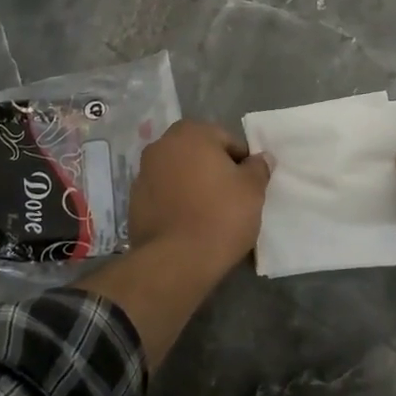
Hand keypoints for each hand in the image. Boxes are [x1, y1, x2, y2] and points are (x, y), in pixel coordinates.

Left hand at [128, 120, 271, 267]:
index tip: (248, 186)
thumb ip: (258, 168)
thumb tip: (261, 158)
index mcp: (191, 133)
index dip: (242, 163)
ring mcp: (143, 173)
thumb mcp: (252, 190)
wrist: (175, 262)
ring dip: (193, 185)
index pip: (227, 140)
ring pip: (179, 173)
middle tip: (231, 198)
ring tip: (210, 213)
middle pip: (199, 154)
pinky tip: (189, 223)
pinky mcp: (133, 201)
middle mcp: (162, 145)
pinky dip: (177, 202)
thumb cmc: (220, 216)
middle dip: (214, 170)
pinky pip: (164, 195)